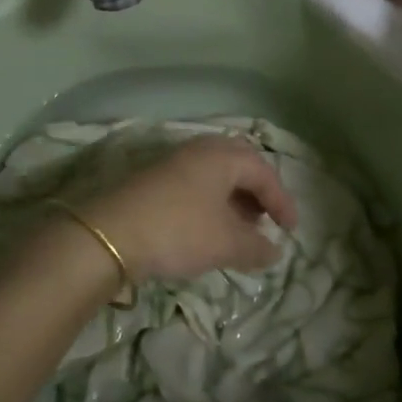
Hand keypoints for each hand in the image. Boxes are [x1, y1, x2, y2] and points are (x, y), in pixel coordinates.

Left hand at [77, 135, 295, 282]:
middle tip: (265, 219)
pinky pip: (196, 183)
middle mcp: (200, 150)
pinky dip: (211, 202)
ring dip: (233, 198)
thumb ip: (256, 246)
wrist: (111, 234)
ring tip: (240, 229)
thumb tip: (275, 251)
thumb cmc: (179, 230)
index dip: (282, 201)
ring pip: (215, 174)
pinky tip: (208, 228)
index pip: (263, 172)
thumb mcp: (226, 243)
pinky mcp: (154, 179)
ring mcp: (174, 162)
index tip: (290, 231)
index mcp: (222, 156)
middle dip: (257, 192)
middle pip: (239, 163)